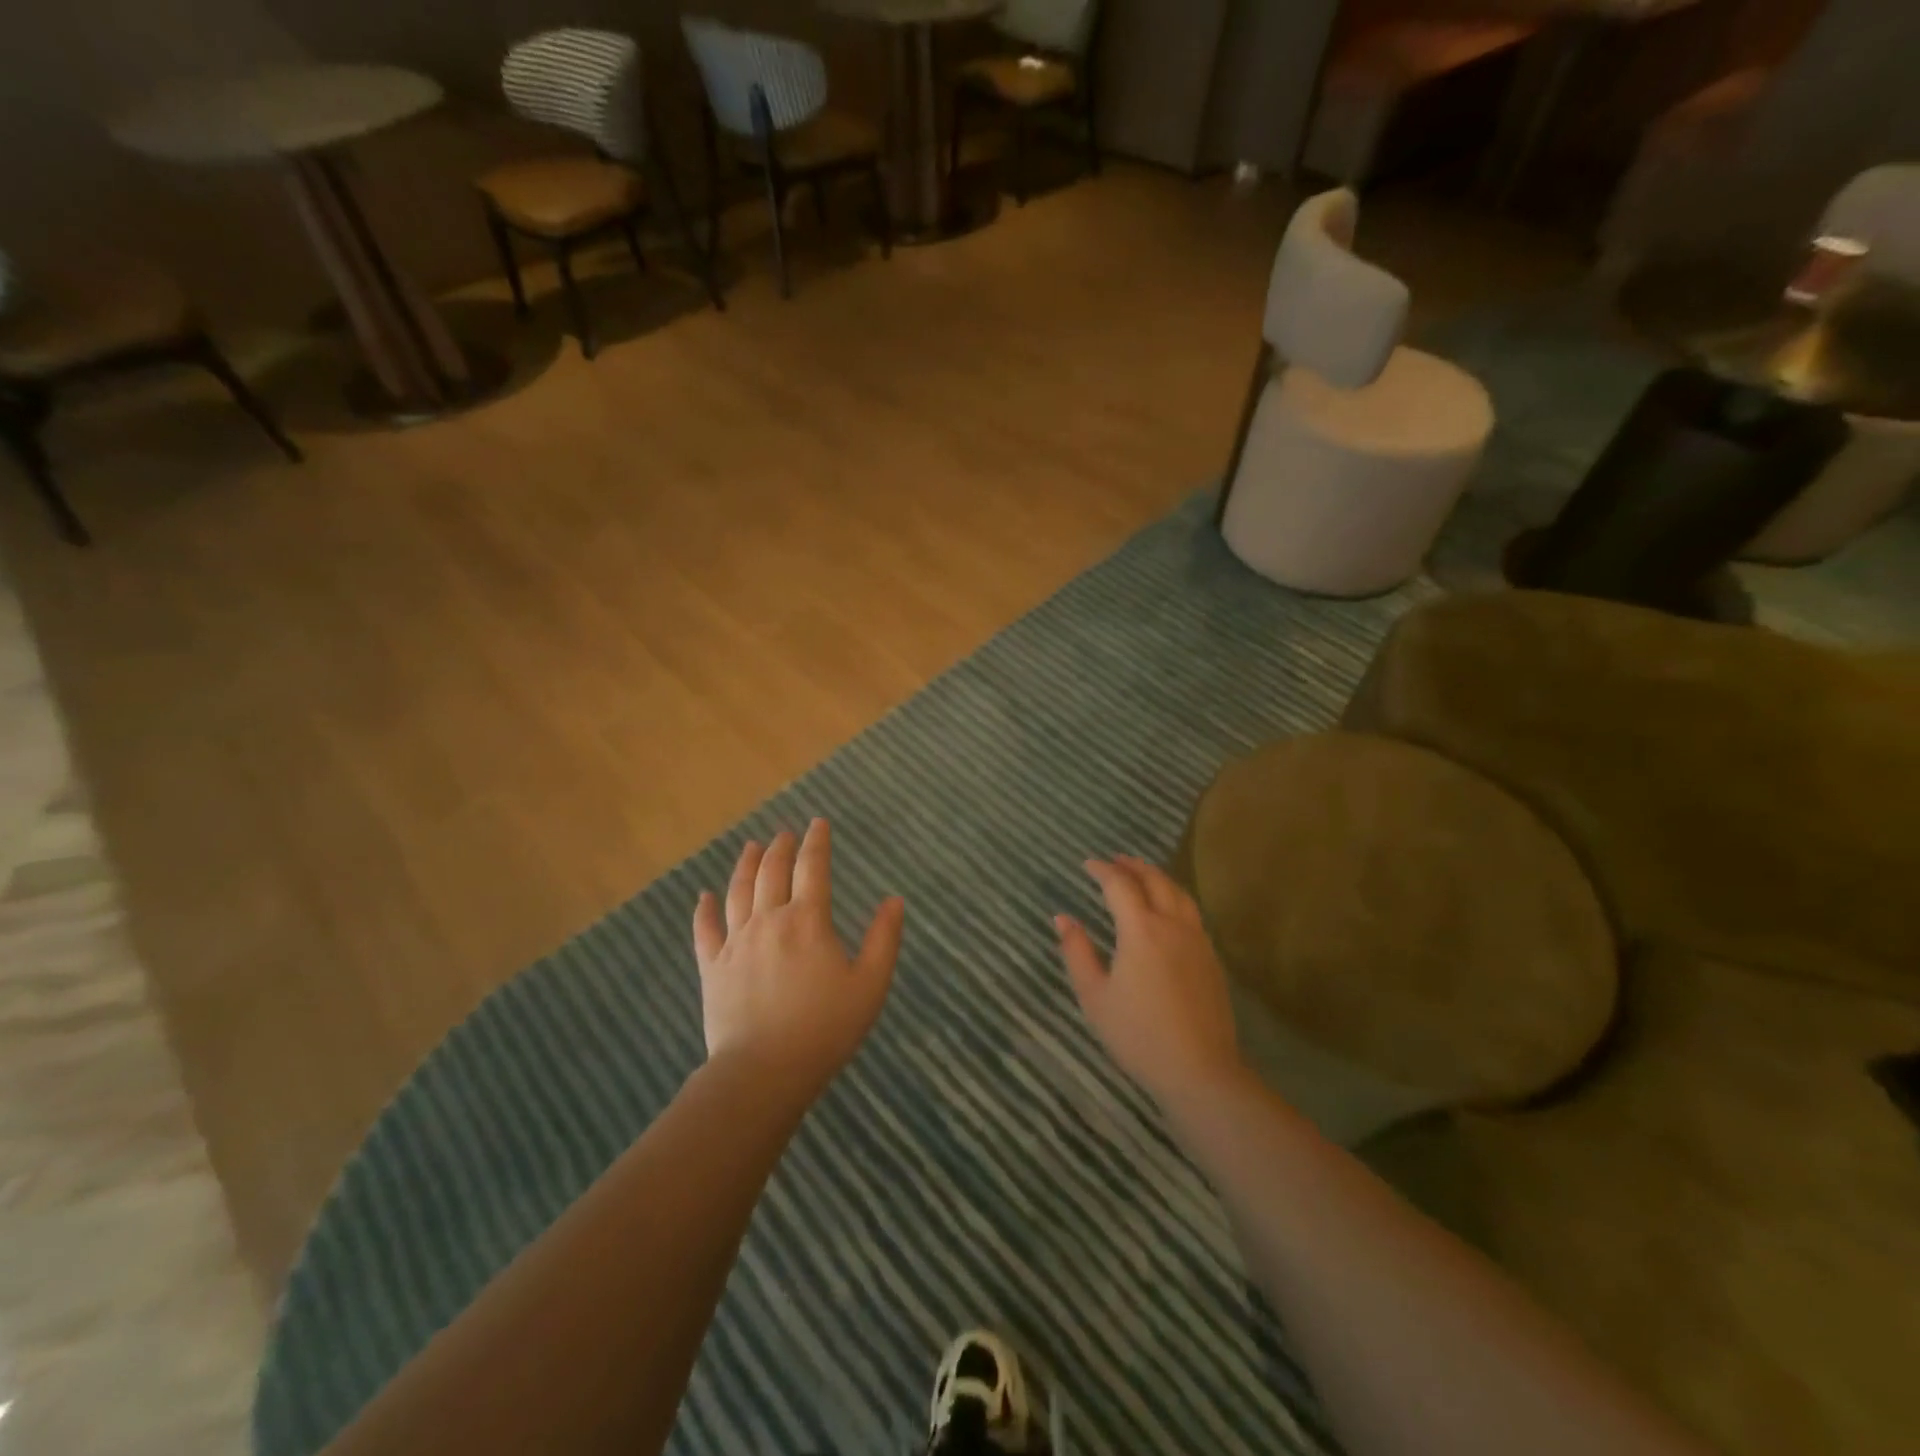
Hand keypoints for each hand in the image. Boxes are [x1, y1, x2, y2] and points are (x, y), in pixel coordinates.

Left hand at [692, 819, 904, 1094]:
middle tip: (785, 833)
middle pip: (772, 871)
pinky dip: (704, 909)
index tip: (818, 823)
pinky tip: (704, 896)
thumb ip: (884, 939)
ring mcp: (736, 942)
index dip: (816, 841)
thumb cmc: (826, 1028)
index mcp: (808, 921)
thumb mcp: (870, 985)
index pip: (813, 867)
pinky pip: (705, 930)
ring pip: (738, 891)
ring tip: (751, 846)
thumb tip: (894, 900)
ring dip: (746, 864)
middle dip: (781, 847)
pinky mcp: (712, 967)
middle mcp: (769, 920)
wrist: (764, 1071)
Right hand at [1056, 856, 1243, 1103]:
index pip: (1120, 885)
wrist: (1200, 1070)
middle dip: (1133, 866)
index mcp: (1141, 929)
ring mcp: (1197, 940)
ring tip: (1142, 874)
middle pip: (1154, 881)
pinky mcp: (1211, 959)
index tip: (1087, 864)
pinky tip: (1168, 910)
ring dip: (1158, 877)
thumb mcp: (1094, 996)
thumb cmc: (1138, 1034)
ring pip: (1179, 893)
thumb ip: (1077, 952)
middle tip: (1115, 859)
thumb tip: (1063, 918)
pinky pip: (1191, 913)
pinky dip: (1174, 897)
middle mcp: (1172, 925)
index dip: (1102, 870)